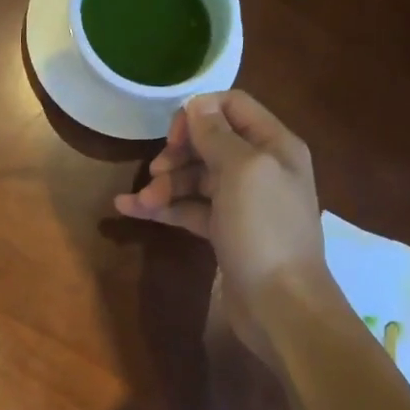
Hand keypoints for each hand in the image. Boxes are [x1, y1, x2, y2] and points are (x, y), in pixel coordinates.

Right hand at [113, 90, 329, 365]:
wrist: (280, 305)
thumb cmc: (264, 230)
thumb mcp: (243, 171)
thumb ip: (217, 134)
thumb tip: (196, 104)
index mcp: (274, 145)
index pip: (232, 106)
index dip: (198, 114)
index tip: (174, 137)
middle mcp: (260, 168)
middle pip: (209, 143)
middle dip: (177, 154)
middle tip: (155, 172)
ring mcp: (242, 203)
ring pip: (195, 179)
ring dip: (165, 184)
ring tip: (141, 202)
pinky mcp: (225, 232)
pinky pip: (189, 209)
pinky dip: (163, 208)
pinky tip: (129, 209)